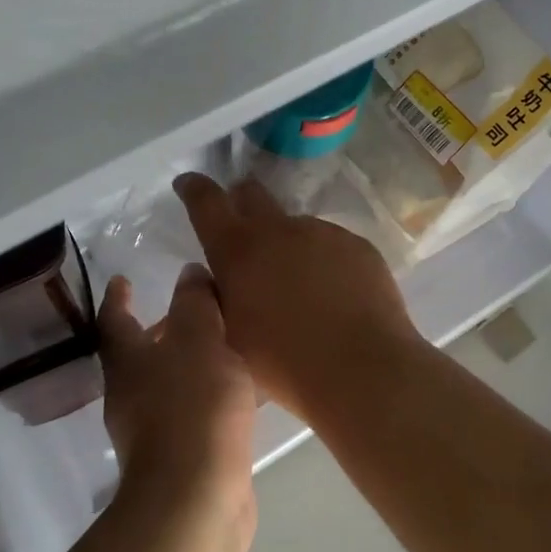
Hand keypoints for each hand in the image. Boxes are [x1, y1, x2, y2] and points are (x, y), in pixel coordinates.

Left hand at [97, 267, 257, 522]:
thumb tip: (188, 274)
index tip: (122, 279)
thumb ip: (195, 304)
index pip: (115, 320)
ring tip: (225, 343)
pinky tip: (242, 390)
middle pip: (140, 353)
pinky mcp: (180, 457)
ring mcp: (153, 431)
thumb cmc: (193, 407)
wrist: (196, 499)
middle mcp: (131, 394)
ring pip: (169, 383)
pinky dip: (210, 394)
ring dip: (190, 362)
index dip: (118, 298)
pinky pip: (193, 411)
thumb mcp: (199, 340)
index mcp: (127, 362)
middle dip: (161, 328)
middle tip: (190, 308)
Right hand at [172, 173, 421, 419]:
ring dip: (288, 245)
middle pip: (252, 193)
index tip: (188, 183)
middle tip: (241, 226)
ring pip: (295, 227)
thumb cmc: (285, 363)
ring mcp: (323, 233)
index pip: (206, 202)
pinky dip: (324, 262)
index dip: (194, 189)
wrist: (362, 368)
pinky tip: (334, 296)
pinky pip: (331, 246)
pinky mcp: (358, 245)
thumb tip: (217, 277)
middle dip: (241, 200)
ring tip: (301, 288)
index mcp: (238, 250)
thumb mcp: (231, 335)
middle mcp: (279, 229)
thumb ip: (219, 298)